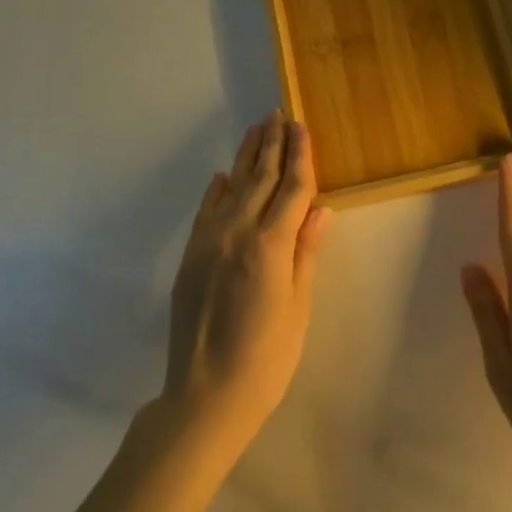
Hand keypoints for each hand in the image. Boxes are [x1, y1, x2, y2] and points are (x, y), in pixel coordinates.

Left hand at [161, 112, 332, 461]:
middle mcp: (237, 232)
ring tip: (257, 130)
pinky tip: (223, 176)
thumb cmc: (266, 358)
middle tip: (279, 114)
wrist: (204, 396)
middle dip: (272, 145)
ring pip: (232, 187)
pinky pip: (205, 211)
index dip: (300, 156)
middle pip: (260, 178)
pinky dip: (216, 190)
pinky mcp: (191, 256)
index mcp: (270, 245)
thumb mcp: (298, 307)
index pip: (292, 188)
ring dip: (246, 157)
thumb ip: (306, 252)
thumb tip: (320, 208)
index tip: (302, 126)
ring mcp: (209, 242)